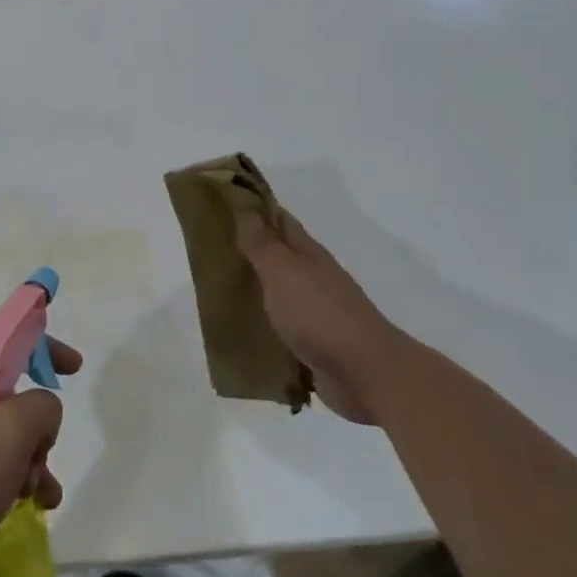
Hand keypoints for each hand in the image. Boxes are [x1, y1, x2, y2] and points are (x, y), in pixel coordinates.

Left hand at [0, 335, 79, 576]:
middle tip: (44, 455)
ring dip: (24, 459)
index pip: (0, 340)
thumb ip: (38, 407)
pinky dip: (3, 479)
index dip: (41, 347)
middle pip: (1, 392)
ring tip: (38, 495)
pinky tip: (22, 508)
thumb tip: (40, 412)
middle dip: (33, 425)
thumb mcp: (4, 436)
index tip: (74, 368)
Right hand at [234, 208, 403, 423]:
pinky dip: (264, 323)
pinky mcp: (314, 345)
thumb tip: (246, 209)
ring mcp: (317, 313)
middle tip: (212, 248)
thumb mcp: (283, 271)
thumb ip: (262, 244)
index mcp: (309, 255)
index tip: (225, 204)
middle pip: (280, 257)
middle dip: (251, 250)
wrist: (364, 372)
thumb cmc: (319, 313)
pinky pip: (282, 327)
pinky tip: (243, 329)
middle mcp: (315, 279)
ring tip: (220, 289)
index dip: (256, 210)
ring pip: (280, 292)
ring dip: (256, 288)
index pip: (280, 222)